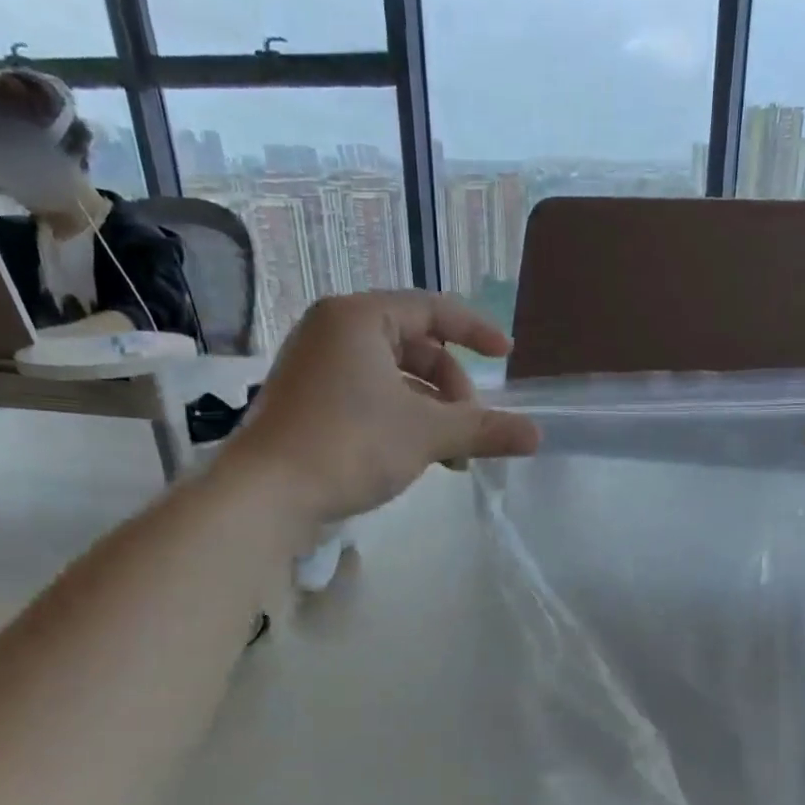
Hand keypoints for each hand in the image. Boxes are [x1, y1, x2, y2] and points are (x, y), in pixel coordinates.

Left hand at [219, 292, 539, 523]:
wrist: (266, 495)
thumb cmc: (350, 445)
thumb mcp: (427, 434)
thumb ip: (484, 429)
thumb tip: (538, 435)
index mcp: (358, 317)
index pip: (432, 309)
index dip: (476, 331)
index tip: (507, 357)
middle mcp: (333, 331)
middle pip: (415, 347)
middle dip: (452, 390)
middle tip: (472, 430)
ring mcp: (316, 367)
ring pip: (394, 378)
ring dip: (431, 412)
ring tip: (452, 456)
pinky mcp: (308, 401)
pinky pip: (369, 397)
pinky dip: (401, 420)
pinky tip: (419, 457)